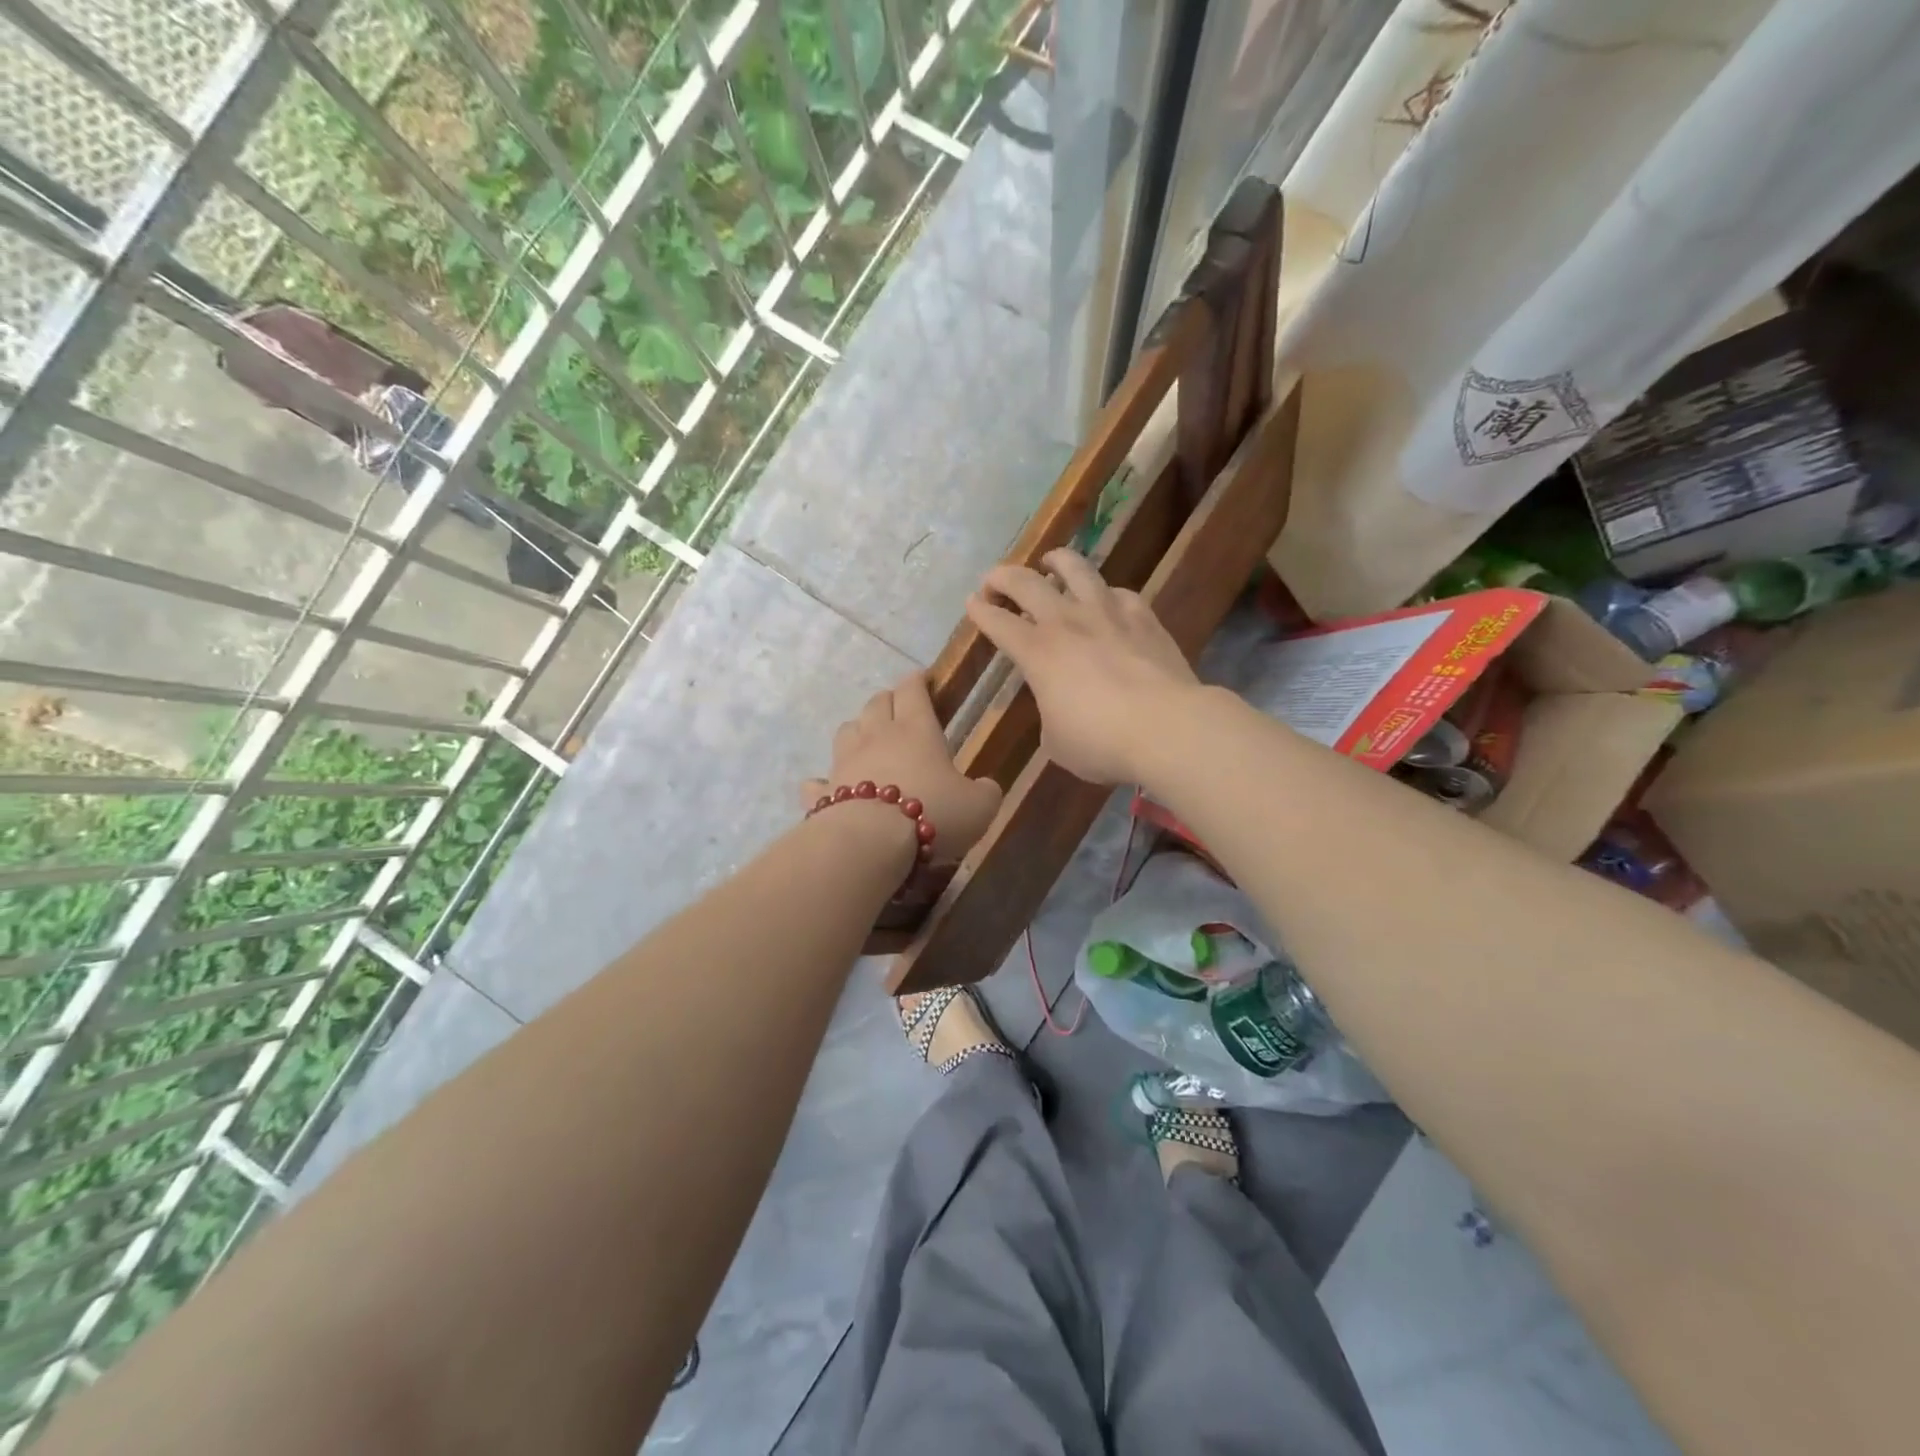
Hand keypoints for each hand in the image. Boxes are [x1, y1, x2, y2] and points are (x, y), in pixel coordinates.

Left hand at [802, 673, 1003, 859]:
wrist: (872, 841)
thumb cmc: (933, 813)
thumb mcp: (979, 806)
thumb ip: (986, 792)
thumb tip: (986, 787)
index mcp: (916, 729)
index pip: (912, 690)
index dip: (917, 681)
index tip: (922, 678)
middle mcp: (877, 736)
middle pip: (876, 703)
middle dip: (888, 701)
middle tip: (900, 709)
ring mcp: (846, 761)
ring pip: (846, 730)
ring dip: (858, 730)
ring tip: (868, 741)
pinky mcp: (825, 792)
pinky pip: (819, 780)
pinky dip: (824, 781)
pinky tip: (828, 787)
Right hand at [965, 548, 1200, 784]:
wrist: (1166, 727)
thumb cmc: (1101, 742)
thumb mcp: (1057, 742)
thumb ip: (1049, 715)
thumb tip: (1058, 708)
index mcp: (1037, 653)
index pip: (997, 622)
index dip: (980, 611)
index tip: (972, 603)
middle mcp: (1066, 622)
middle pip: (1026, 583)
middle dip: (1003, 577)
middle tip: (994, 580)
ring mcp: (1107, 613)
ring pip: (1076, 569)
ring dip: (1057, 562)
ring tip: (1051, 562)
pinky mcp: (1143, 616)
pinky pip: (1119, 593)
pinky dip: (1106, 594)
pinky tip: (1108, 601)